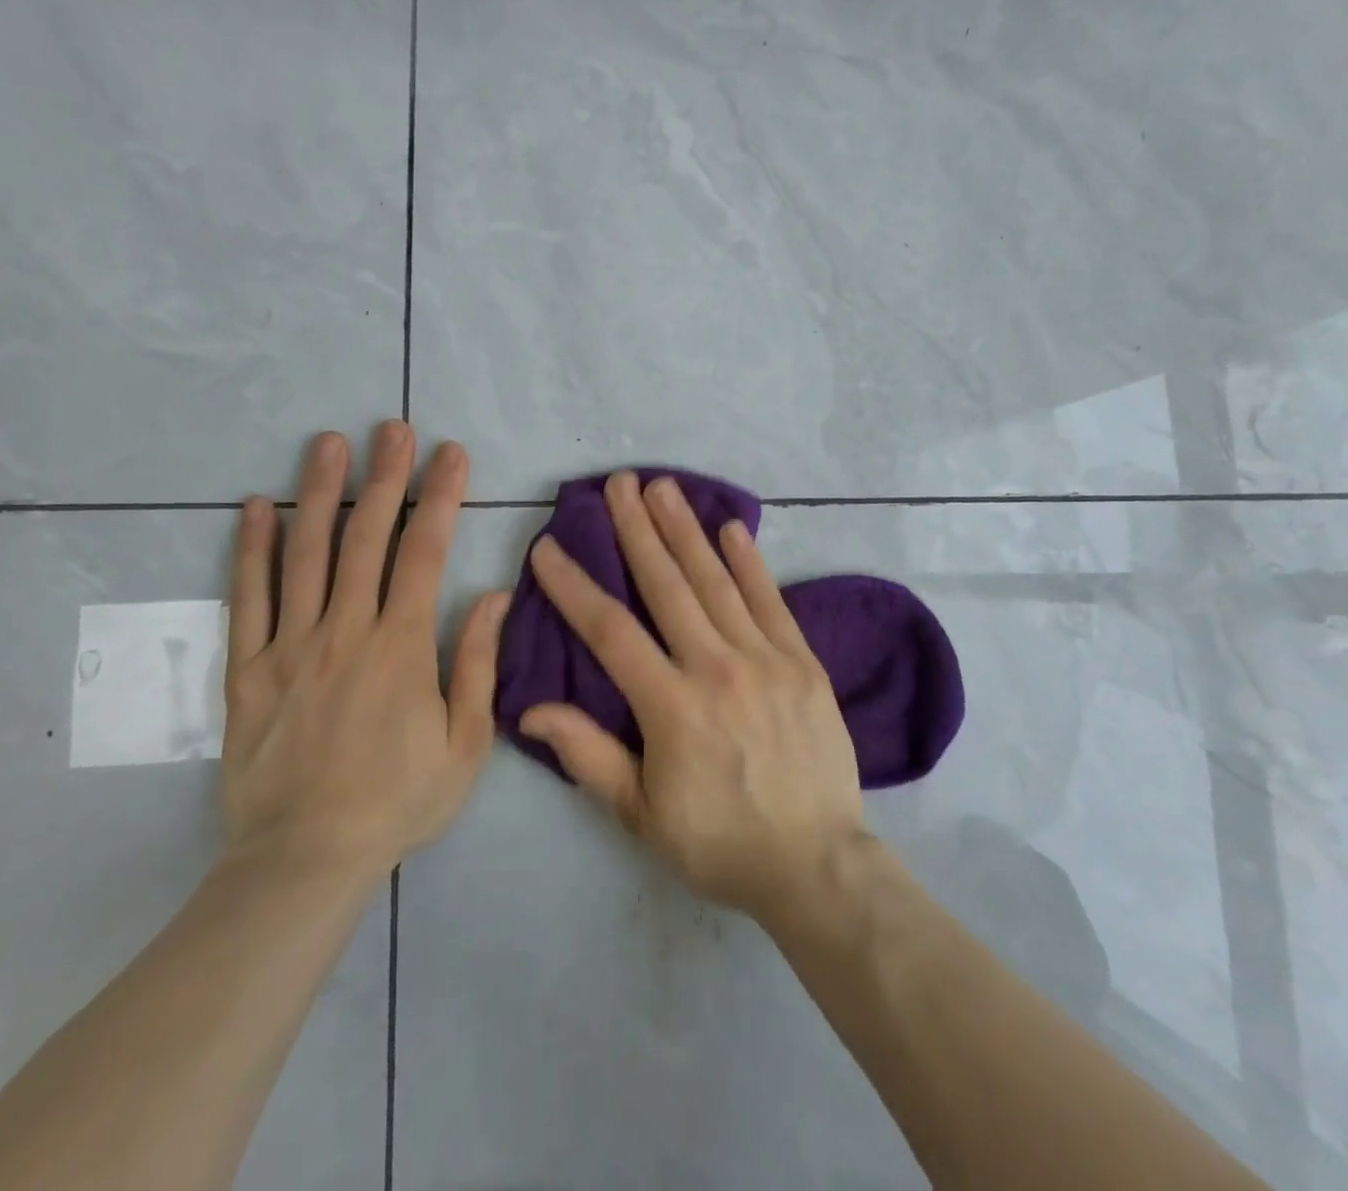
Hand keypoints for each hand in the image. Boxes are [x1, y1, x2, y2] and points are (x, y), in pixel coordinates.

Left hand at [220, 423, 507, 884]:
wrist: (304, 859)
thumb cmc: (397, 802)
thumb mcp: (465, 744)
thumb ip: (477, 664)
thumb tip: (493, 595)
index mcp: (402, 647)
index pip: (425, 553)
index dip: (440, 497)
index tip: (451, 454)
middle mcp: (346, 631)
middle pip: (366, 537)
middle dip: (384, 476)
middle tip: (392, 427)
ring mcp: (291, 646)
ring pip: (305, 554)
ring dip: (319, 492)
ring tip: (327, 443)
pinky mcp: (248, 669)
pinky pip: (247, 599)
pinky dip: (251, 550)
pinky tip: (254, 507)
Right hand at [518, 471, 866, 922]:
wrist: (816, 864)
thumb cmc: (719, 842)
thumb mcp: (641, 813)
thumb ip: (587, 754)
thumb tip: (530, 708)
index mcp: (671, 705)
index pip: (610, 630)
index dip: (574, 586)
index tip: (549, 546)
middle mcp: (717, 667)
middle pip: (667, 585)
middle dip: (637, 529)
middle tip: (618, 482)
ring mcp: (766, 659)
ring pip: (717, 581)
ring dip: (687, 530)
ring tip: (664, 487)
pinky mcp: (804, 662)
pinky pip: (772, 601)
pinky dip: (751, 563)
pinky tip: (733, 527)